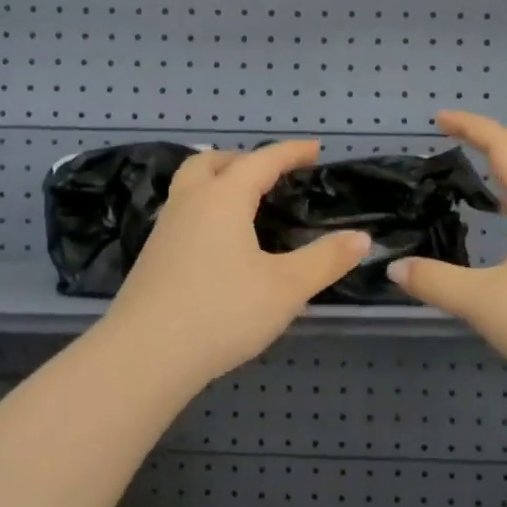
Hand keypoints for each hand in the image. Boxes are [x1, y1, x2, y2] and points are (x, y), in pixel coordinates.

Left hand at [99, 142, 370, 392]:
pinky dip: (204, 210)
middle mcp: (188, 204)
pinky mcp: (151, 259)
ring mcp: (163, 231)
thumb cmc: (222, 313)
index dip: (291, 152)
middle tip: (269, 173)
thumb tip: (361, 238)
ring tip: (243, 203)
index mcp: (222, 199)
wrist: (145, 356)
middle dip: (243, 159)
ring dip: (216, 182)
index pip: (261, 161)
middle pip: (211, 163)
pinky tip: (217, 244)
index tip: (315, 149)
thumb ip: (325, 260)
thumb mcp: (286, 288)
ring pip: (189, 187)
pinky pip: (181, 215)